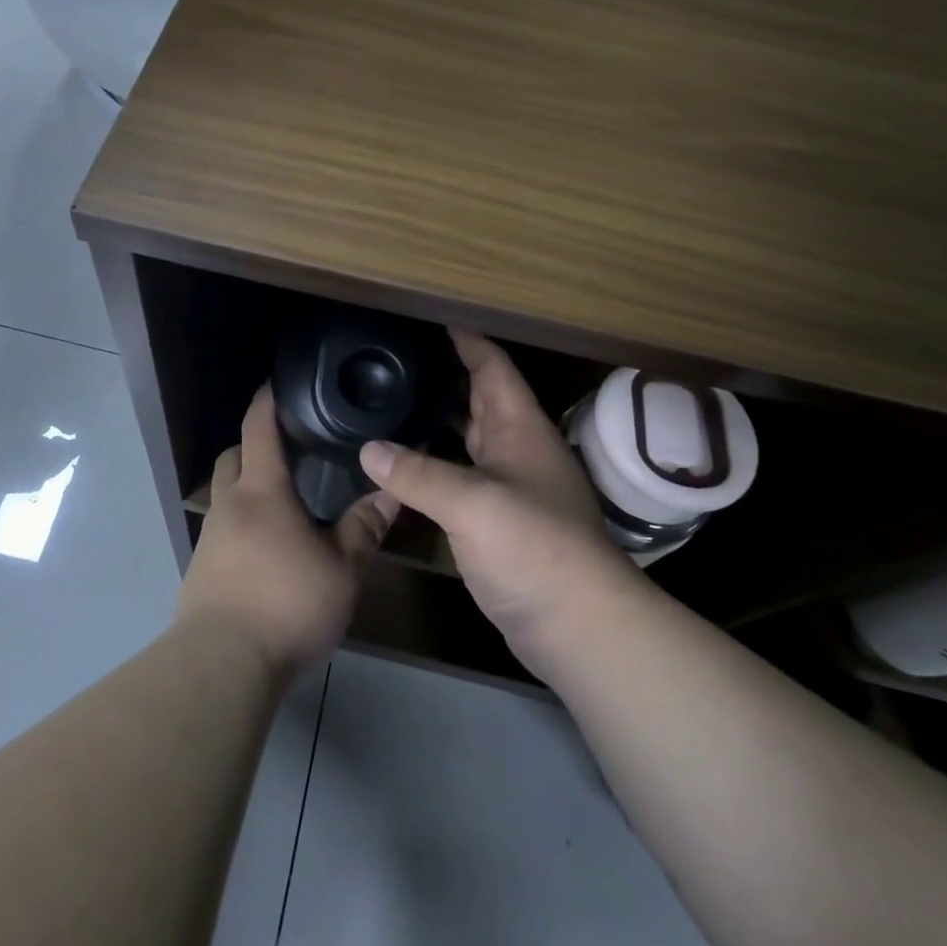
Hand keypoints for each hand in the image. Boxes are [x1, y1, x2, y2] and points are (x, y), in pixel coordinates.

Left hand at [175, 385, 397, 677]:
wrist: (222, 665)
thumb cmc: (286, 603)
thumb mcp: (341, 569)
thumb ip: (364, 529)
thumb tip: (390, 494)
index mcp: (261, 491)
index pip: (258, 428)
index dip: (266, 401)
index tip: (276, 383)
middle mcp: (229, 505)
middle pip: (232, 456)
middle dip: (253, 444)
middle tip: (287, 449)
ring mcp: (209, 538)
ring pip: (224, 494)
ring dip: (245, 487)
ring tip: (282, 502)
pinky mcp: (200, 571)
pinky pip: (221, 530)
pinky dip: (240, 524)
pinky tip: (265, 549)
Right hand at [360, 331, 631, 679]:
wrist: (578, 626)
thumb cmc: (534, 548)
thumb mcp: (473, 503)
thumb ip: (418, 474)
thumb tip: (368, 449)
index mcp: (520, 429)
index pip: (493, 368)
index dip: (467, 341)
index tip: (432, 319)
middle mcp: (516, 451)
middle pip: (479, 399)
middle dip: (445, 376)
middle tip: (397, 359)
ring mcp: (508, 488)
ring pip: (467, 440)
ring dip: (436, 421)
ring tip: (391, 402)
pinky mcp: (496, 523)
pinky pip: (459, 478)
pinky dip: (432, 465)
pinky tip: (401, 465)